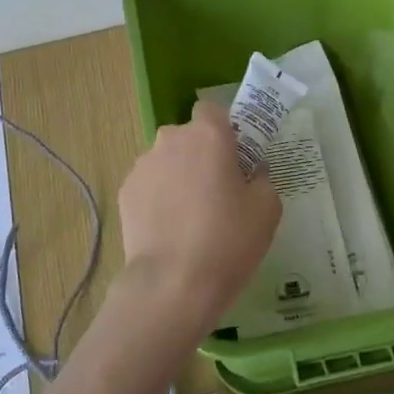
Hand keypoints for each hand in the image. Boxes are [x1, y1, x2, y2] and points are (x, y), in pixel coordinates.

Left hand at [118, 102, 280, 334]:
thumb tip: (251, 173)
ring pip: (166, 160)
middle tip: (216, 192)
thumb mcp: (267, 209)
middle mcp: (170, 139)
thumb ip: (261, 179)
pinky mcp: (126, 191)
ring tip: (190, 217)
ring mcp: (143, 165)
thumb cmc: (228, 240)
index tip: (234, 157)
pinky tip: (169, 230)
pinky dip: (158, 198)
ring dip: (177, 176)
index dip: (224, 129)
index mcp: (208, 135)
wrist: (172, 283)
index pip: (212, 110)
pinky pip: (149, 184)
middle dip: (200, 155)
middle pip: (188, 137)